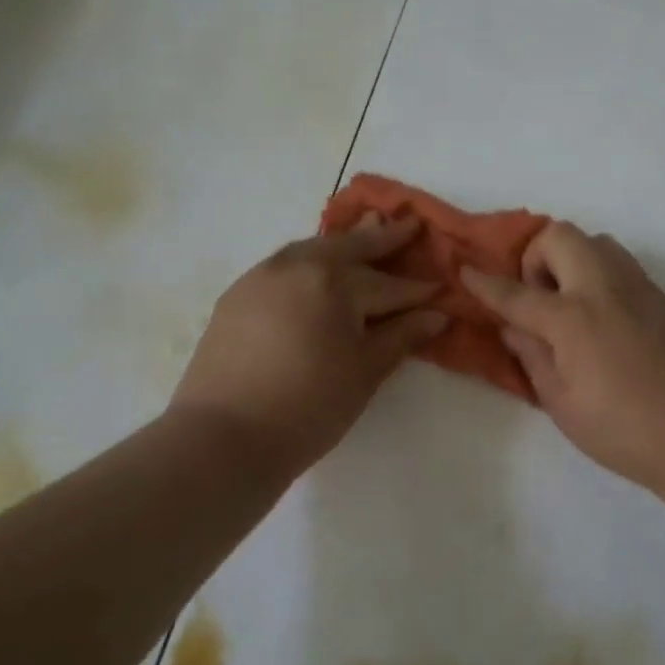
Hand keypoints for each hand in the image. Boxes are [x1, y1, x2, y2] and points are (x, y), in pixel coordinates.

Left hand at [174, 215, 445, 468]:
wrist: (222, 439)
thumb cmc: (308, 408)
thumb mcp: (365, 372)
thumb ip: (402, 336)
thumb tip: (436, 315)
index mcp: (334, 281)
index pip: (388, 284)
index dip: (418, 289)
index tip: (442, 286)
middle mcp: (297, 265)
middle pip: (350, 247)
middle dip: (384, 238)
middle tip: (410, 225)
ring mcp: (262, 276)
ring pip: (314, 249)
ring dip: (344, 244)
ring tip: (366, 235)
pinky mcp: (238, 294)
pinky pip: (285, 265)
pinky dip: (310, 262)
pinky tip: (318, 272)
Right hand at [462, 222, 664, 498]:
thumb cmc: (621, 429)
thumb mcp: (560, 401)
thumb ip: (531, 355)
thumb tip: (512, 326)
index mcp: (573, 318)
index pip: (517, 292)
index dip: (486, 284)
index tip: (466, 271)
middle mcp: (603, 287)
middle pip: (559, 236)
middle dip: (535, 257)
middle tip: (537, 298)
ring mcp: (635, 285)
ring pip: (593, 240)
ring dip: (569, 258)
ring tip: (568, 303)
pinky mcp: (657, 294)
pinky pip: (618, 260)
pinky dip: (596, 270)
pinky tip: (599, 313)